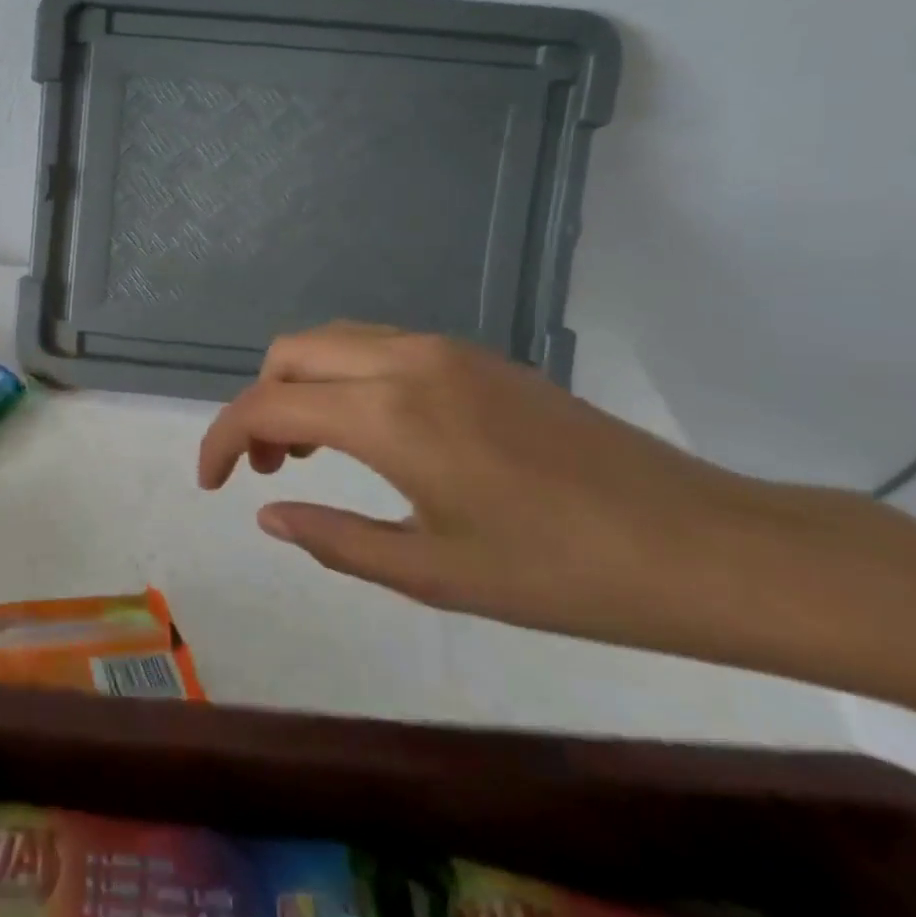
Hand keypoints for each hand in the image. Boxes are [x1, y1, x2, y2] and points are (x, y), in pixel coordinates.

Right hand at [197, 324, 915, 670]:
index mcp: (388, 414)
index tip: (211, 484)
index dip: (223, 440)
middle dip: (258, 405)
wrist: (704, 546)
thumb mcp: (432, 572)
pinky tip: (369, 436)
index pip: (268, 405)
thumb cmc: (562, 574)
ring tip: (311, 456)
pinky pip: (378, 347)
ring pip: (333, 342)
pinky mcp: (477, 357)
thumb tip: (268, 511)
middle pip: (291, 352)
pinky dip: (343, 379)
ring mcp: (446, 351)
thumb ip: (333, 537)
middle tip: (270, 470)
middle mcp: (406, 361)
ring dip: (300, 387)